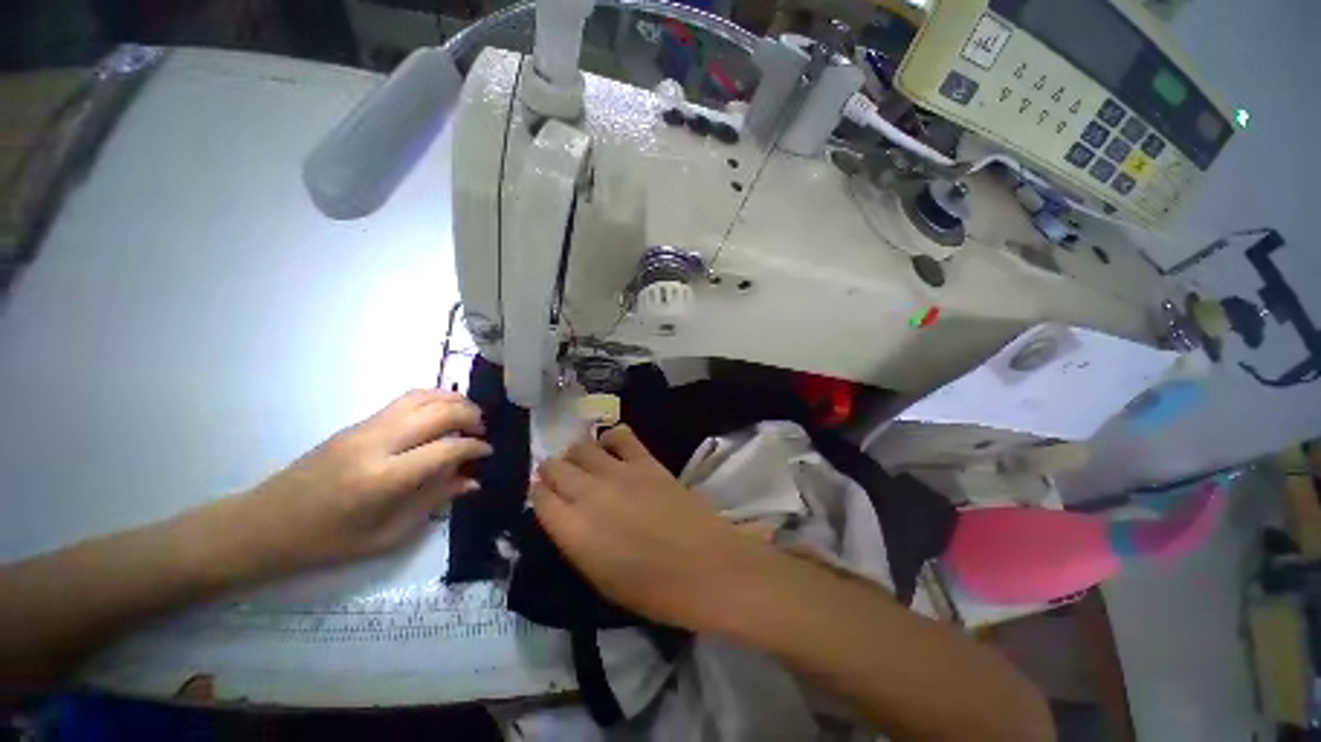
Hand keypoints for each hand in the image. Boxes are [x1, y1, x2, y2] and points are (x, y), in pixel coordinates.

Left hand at [235, 390, 491, 571]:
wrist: (264, 524)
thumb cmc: (326, 542)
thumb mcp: (386, 536)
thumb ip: (433, 501)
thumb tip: (471, 481)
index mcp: (384, 478)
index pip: (446, 448)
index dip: (475, 447)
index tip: (488, 452)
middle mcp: (377, 443)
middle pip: (438, 411)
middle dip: (470, 415)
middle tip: (482, 431)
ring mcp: (365, 427)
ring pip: (422, 396)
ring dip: (453, 400)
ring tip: (467, 416)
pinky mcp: (357, 423)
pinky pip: (405, 400)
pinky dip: (433, 399)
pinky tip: (440, 413)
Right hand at [532, 426, 774, 631]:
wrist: (705, 567)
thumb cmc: (652, 589)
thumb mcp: (599, 578)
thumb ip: (576, 541)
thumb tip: (566, 516)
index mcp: (573, 531)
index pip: (540, 497)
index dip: (539, 494)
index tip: (545, 496)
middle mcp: (589, 494)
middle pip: (555, 466)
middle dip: (552, 471)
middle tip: (561, 479)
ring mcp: (619, 472)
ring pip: (582, 446)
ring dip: (577, 454)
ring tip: (586, 464)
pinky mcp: (646, 461)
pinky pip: (620, 435)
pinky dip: (610, 438)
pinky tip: (613, 449)